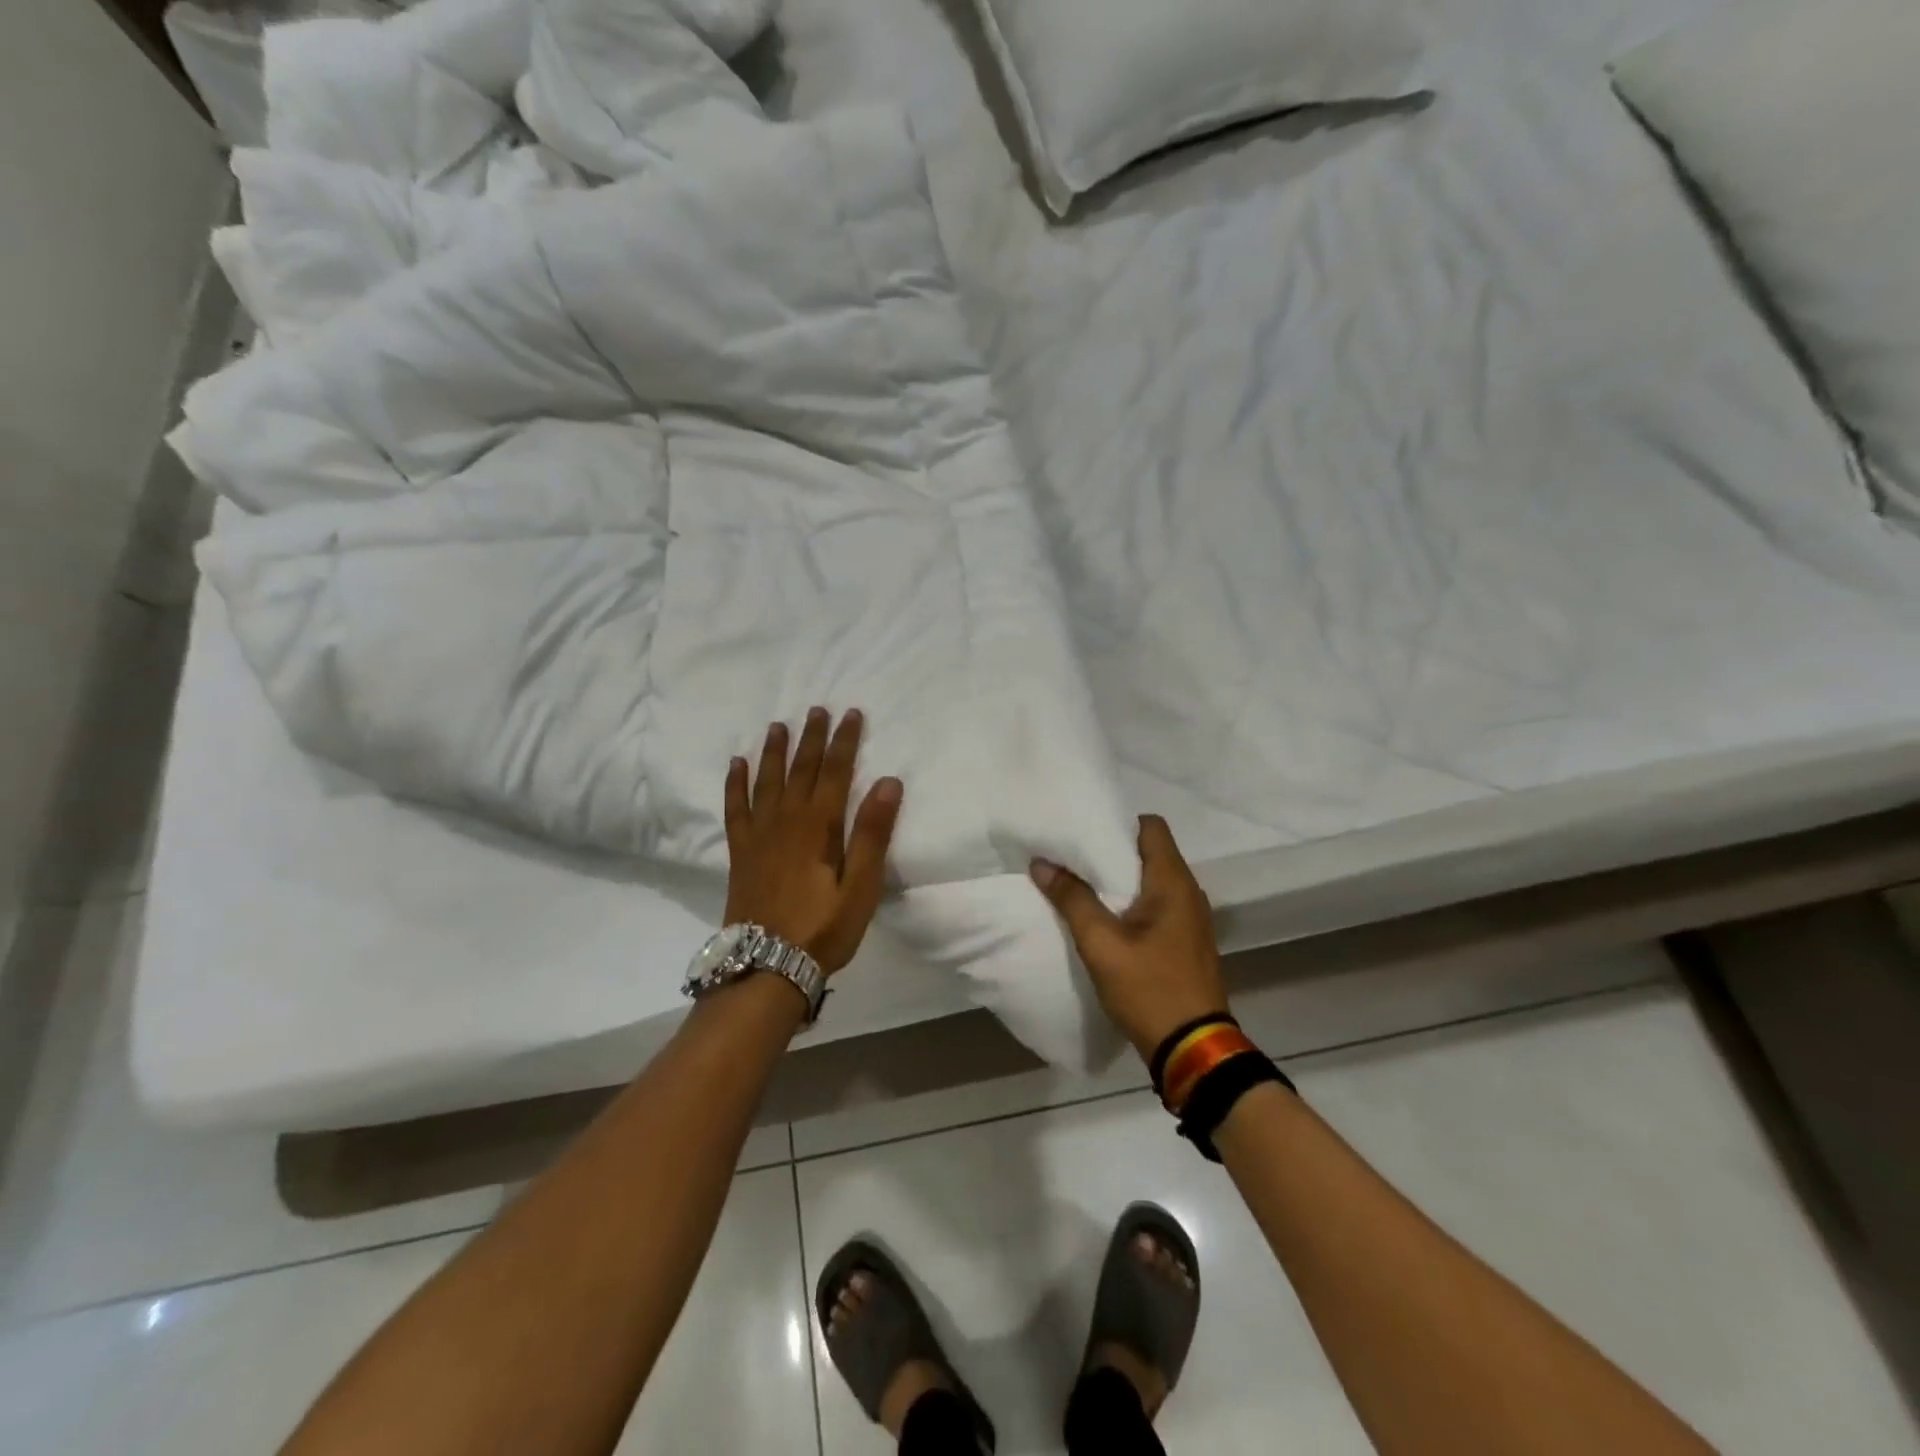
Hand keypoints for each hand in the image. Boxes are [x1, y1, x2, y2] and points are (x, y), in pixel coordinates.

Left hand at [724, 708, 903, 974]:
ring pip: (767, 781)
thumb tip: (888, 782)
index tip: (851, 714)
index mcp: (819, 826)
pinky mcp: (740, 852)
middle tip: (817, 708)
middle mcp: (786, 821)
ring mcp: (758, 835)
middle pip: (801, 769)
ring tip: (778, 725)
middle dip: (811, 738)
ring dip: (774, 751)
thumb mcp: (861, 886)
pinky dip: (736, 784)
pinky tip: (737, 765)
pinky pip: (735, 808)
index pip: (835, 772)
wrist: (767, 966)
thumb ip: (872, 833)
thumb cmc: (823, 929)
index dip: (844, 741)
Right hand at [1030, 815, 1228, 1060]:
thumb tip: (1042, 863)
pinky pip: (1158, 904)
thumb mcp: (1101, 944)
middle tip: (1072, 855)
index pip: (1151, 826)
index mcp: (1173, 882)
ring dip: (1120, 879)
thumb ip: (1072, 899)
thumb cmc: (1148, 988)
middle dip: (1112, 850)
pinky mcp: (1187, 939)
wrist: (1193, 1048)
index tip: (1084, 831)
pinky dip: (1133, 901)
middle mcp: (1189, 891)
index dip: (1118, 823)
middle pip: (1150, 851)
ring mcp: (1191, 917)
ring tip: (1082, 883)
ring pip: (1153, 879)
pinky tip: (1106, 916)